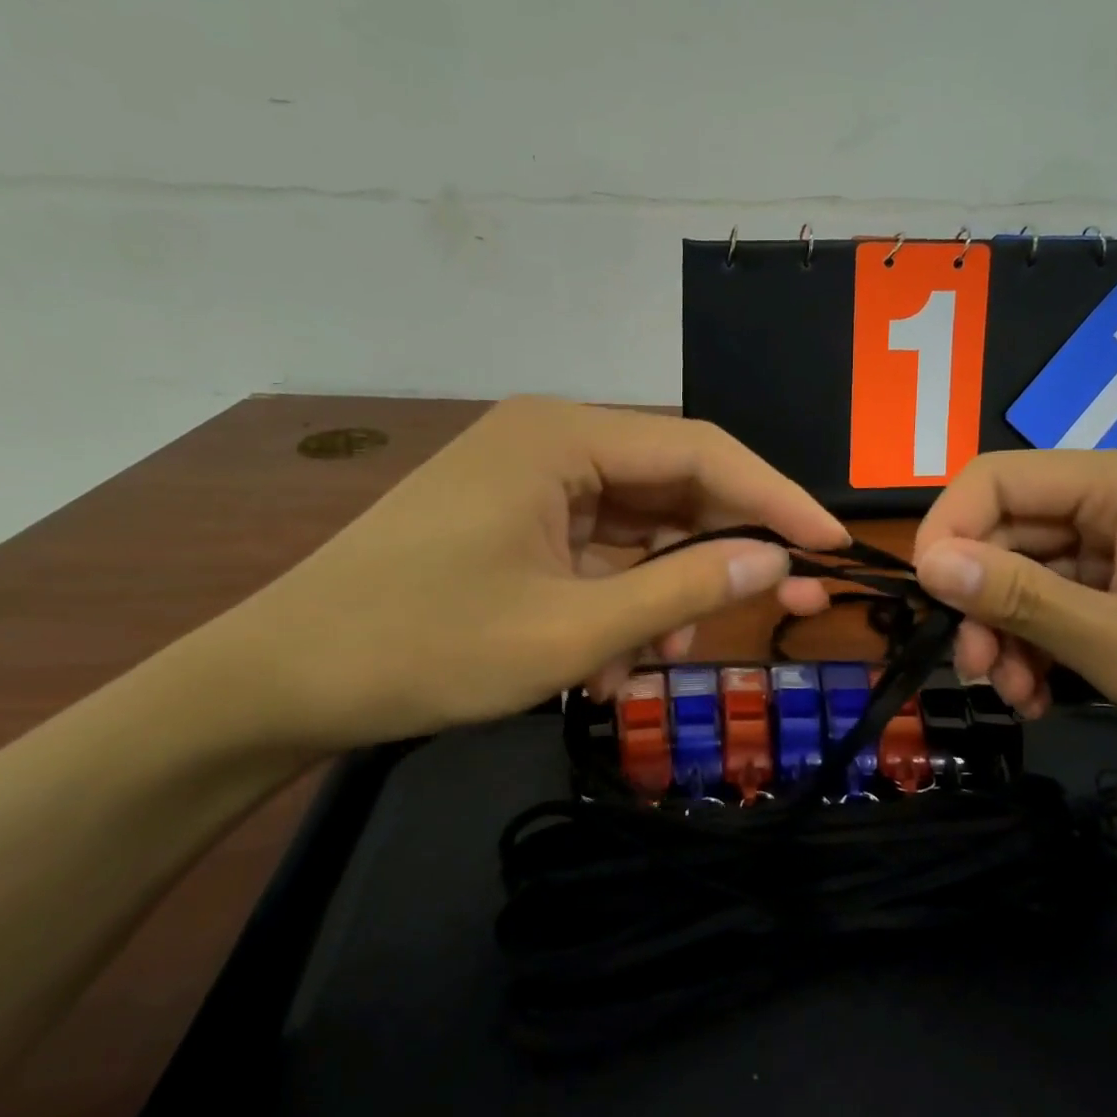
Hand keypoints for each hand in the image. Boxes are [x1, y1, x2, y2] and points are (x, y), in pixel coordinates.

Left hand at [215, 398, 846, 752]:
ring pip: (635, 530)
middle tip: (784, 607)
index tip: (832, 546)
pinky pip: (594, 553)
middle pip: (672, 488)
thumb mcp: (570, 629)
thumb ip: (681, 587)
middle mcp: (551, 441)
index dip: (775, 499)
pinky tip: (604, 663)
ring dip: (659, 595)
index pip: (702, 452)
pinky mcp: (513, 522)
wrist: (284, 679)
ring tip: (651, 663)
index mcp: (563, 437)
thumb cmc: (424, 647)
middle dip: (720, 556)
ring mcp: (529, 483)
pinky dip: (614, 603)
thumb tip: (775, 560)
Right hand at [911, 445, 1116, 767]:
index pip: (992, 479)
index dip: (945, 533)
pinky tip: (1047, 691)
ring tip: (1019, 697)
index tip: (928, 603)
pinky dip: (1051, 639)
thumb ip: (1017, 597)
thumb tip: (927, 562)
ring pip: (1039, 570)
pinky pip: (1076, 594)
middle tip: (980, 674)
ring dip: (1015, 631)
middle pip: (1013, 530)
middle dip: (984, 602)